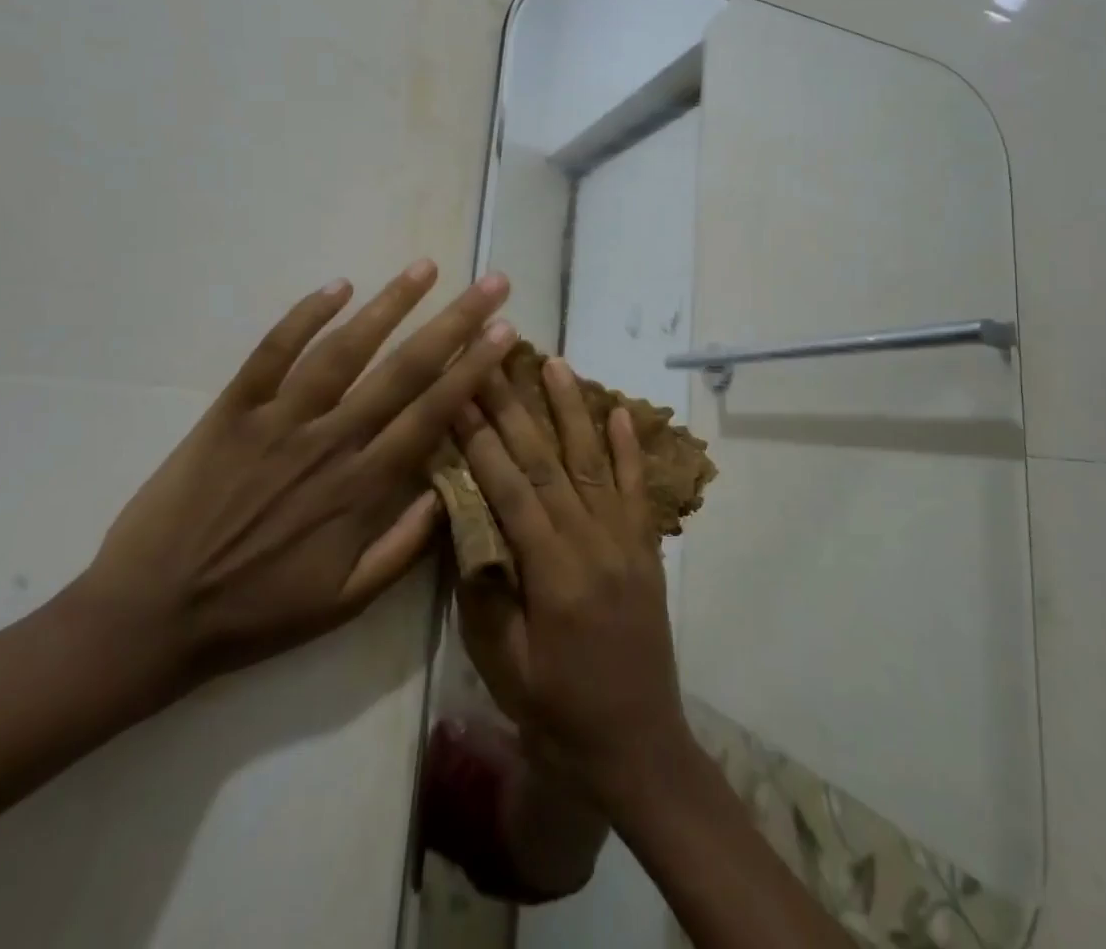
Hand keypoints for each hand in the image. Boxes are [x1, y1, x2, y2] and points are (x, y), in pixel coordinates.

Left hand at [74, 260, 514, 687]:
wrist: (150, 617)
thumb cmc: (258, 611)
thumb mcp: (346, 600)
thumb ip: (406, 546)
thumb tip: (455, 490)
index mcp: (362, 487)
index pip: (433, 413)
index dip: (474, 368)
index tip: (505, 331)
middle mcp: (330, 441)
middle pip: (404, 370)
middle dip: (454, 322)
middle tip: (490, 283)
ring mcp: (278, 421)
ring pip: (344, 350)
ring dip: (389, 305)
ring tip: (426, 268)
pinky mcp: (231, 411)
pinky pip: (271, 353)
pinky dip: (303, 317)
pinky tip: (337, 285)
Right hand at [453, 360, 691, 803]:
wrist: (637, 744)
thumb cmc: (560, 712)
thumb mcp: (505, 667)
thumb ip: (485, 594)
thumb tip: (465, 525)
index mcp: (552, 572)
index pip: (510, 488)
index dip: (482, 439)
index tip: (460, 393)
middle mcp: (592, 541)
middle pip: (548, 462)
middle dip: (515, 407)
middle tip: (494, 360)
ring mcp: (625, 539)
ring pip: (594, 460)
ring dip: (572, 409)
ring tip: (555, 364)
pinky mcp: (646, 546)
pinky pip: (637, 487)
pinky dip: (628, 446)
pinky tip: (618, 411)